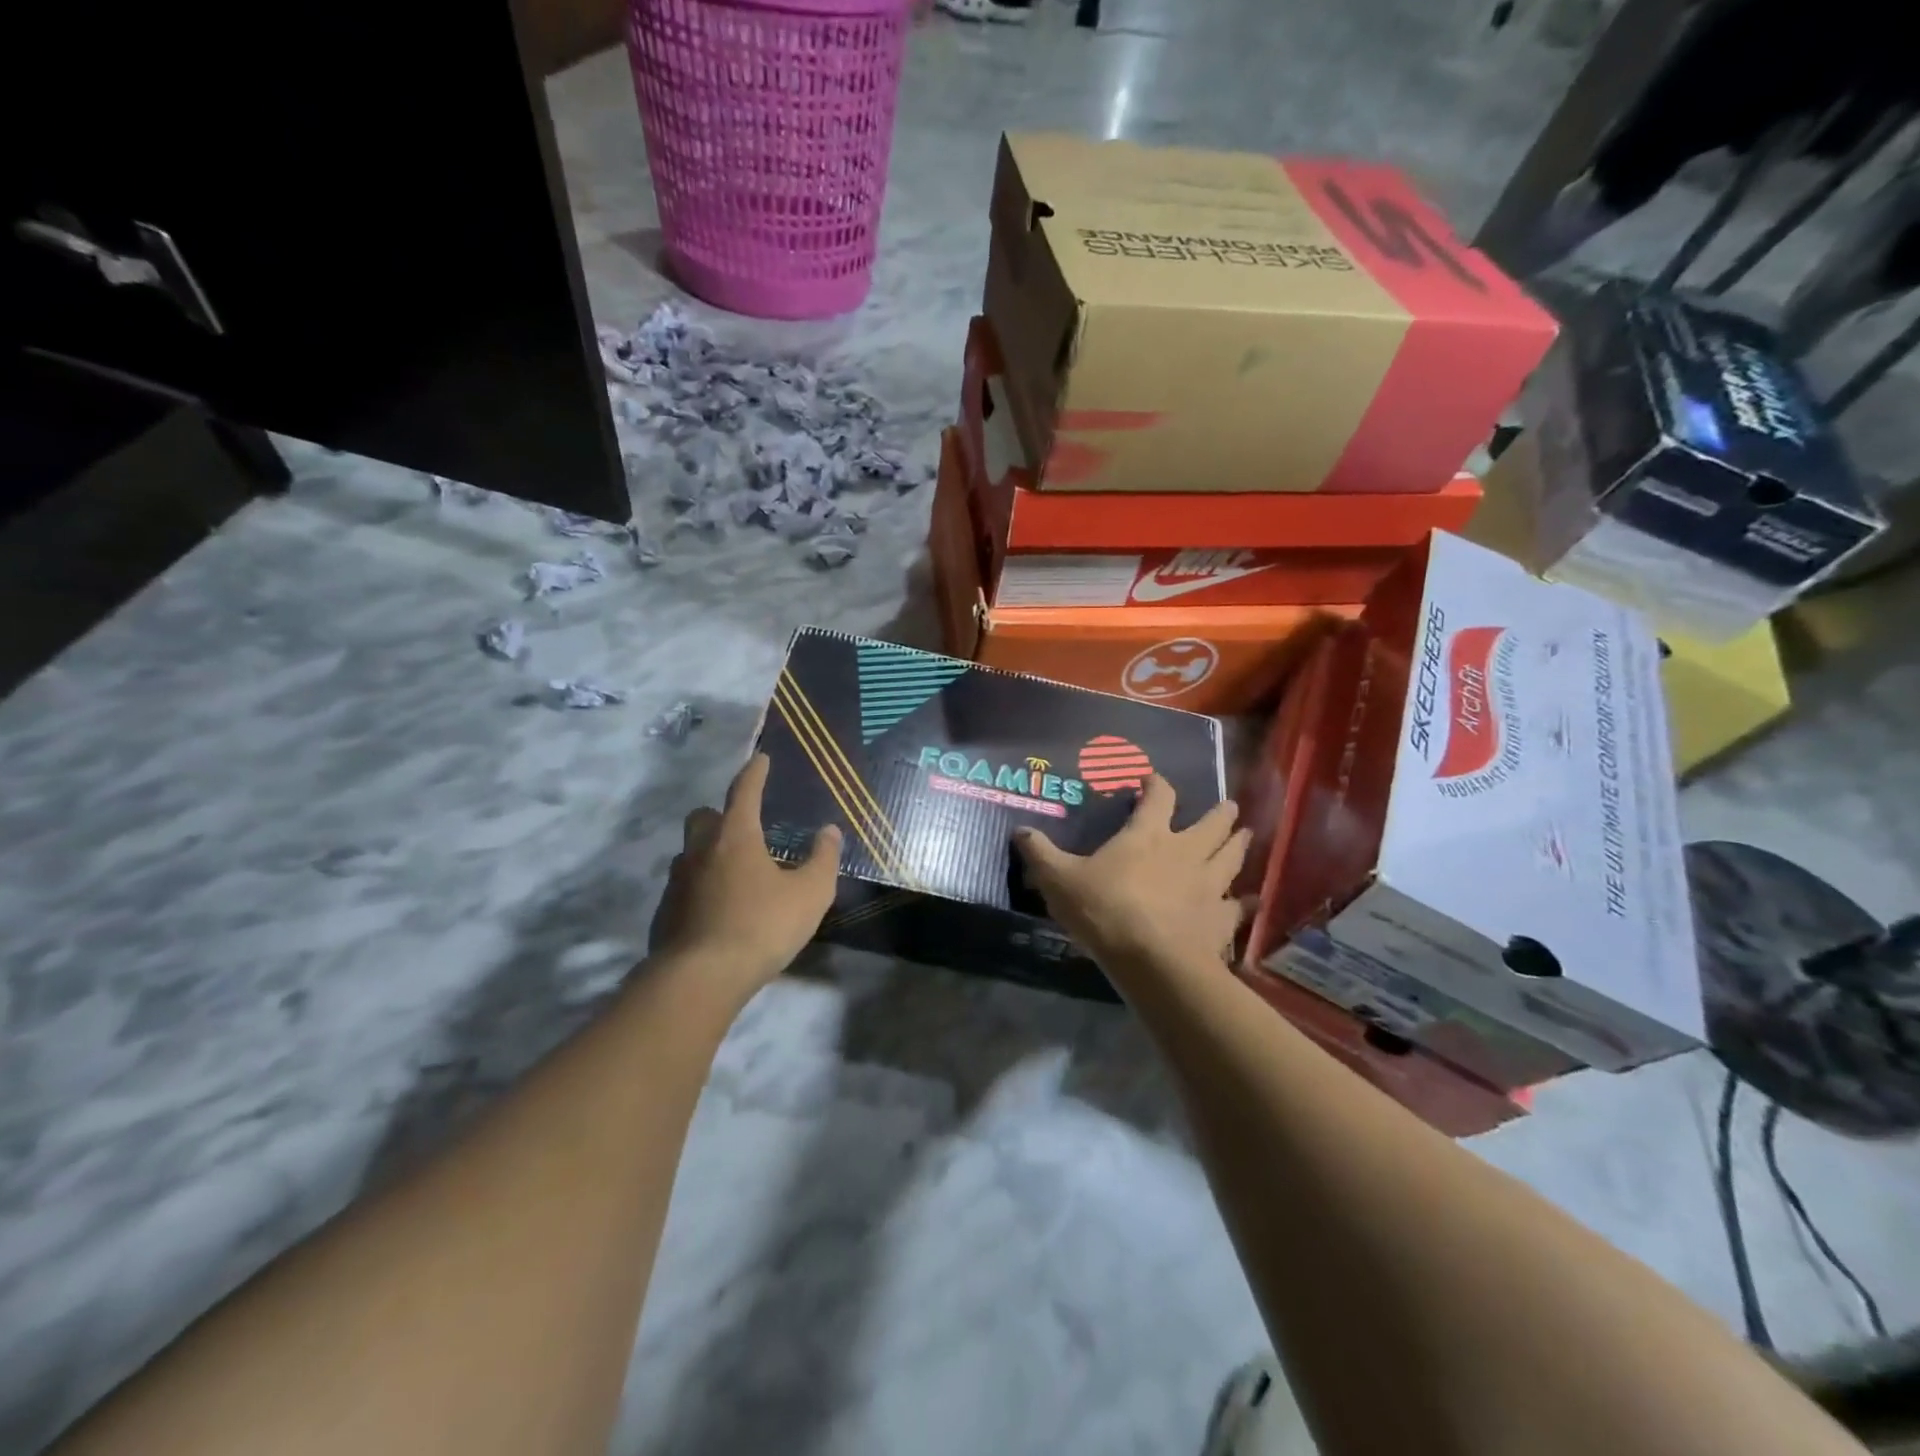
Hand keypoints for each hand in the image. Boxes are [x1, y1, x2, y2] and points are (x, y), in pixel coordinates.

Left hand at [649, 754, 841, 999]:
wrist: (701, 977)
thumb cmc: (762, 926)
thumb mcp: (810, 893)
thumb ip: (823, 859)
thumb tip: (829, 831)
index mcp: (736, 836)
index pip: (744, 791)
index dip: (754, 773)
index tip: (760, 759)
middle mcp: (700, 849)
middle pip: (704, 817)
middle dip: (721, 814)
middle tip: (743, 827)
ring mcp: (677, 881)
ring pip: (689, 852)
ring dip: (708, 852)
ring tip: (733, 872)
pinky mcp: (665, 912)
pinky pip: (683, 886)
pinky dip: (699, 887)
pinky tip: (717, 909)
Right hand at [1014, 776, 1247, 974]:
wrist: (1155, 962)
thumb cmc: (1106, 910)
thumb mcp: (1060, 880)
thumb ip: (1040, 854)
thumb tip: (1019, 830)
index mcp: (1148, 835)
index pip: (1159, 797)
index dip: (1157, 785)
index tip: (1154, 780)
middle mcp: (1186, 851)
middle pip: (1211, 823)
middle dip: (1220, 812)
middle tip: (1228, 806)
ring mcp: (1210, 884)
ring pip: (1232, 857)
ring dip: (1239, 844)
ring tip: (1246, 835)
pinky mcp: (1221, 918)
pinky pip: (1239, 906)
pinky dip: (1245, 902)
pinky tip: (1251, 901)